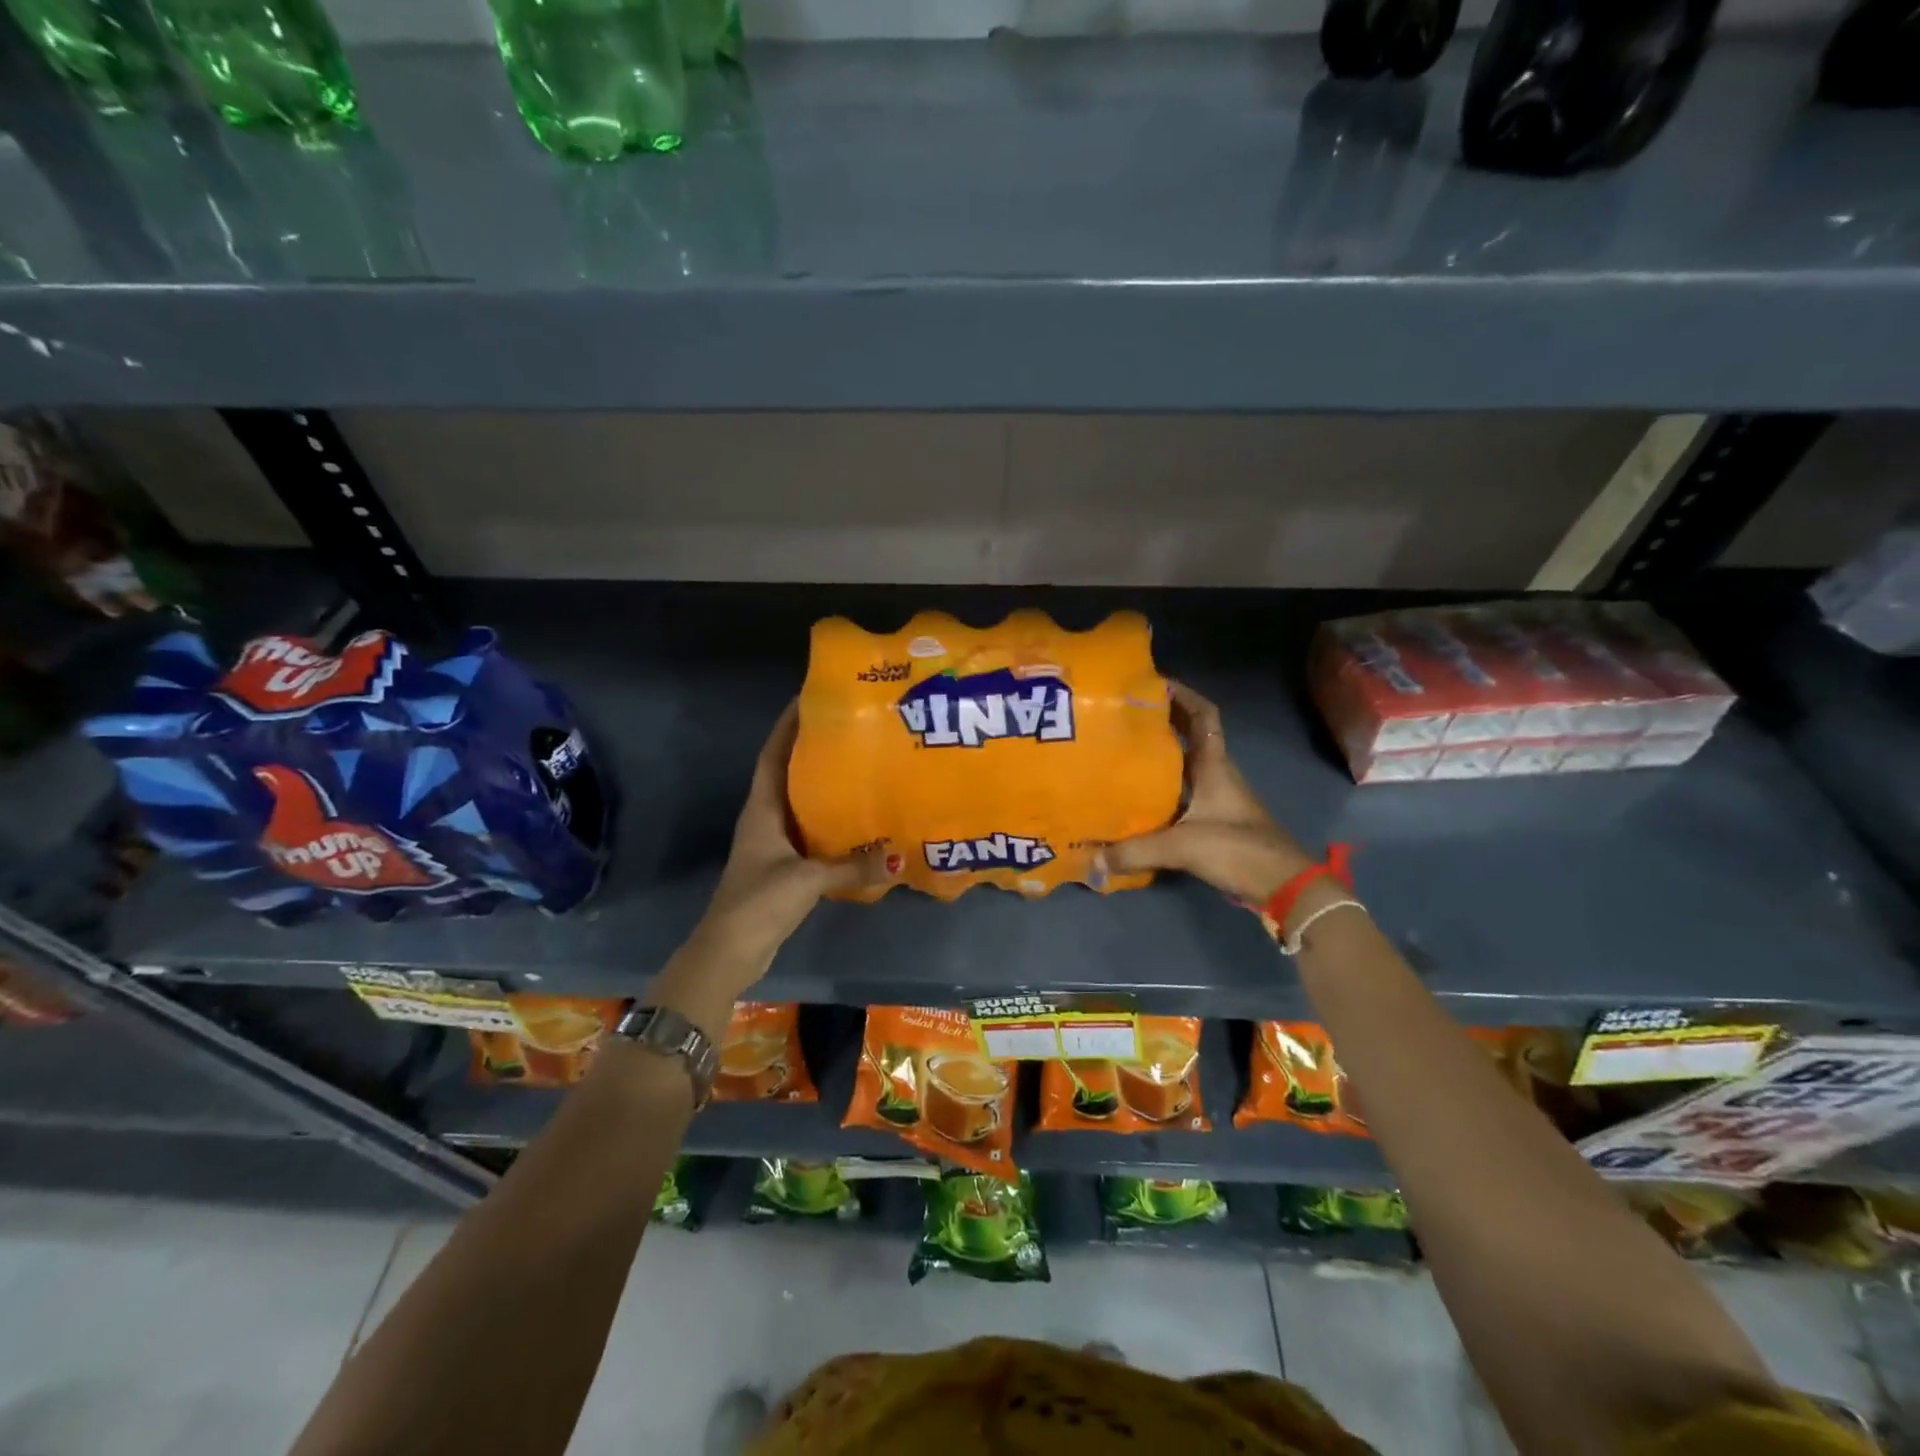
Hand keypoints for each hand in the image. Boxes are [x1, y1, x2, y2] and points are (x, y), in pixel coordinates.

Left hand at [681, 703, 892, 996]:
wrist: (730, 952)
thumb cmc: (759, 903)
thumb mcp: (807, 880)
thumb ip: (853, 867)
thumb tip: (900, 859)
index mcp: (762, 809)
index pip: (773, 755)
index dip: (787, 726)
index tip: (810, 699)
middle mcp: (765, 818)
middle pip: (788, 773)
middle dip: (813, 750)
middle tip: (851, 730)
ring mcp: (773, 843)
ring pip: (800, 802)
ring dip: (823, 785)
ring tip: (860, 766)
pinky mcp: (783, 866)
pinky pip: (811, 832)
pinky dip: (830, 822)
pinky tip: (858, 820)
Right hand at [1094, 681, 1312, 904]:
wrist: (1284, 886)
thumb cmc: (1238, 849)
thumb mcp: (1183, 847)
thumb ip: (1136, 852)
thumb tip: (1092, 861)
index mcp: (1215, 766)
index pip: (1204, 716)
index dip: (1184, 695)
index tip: (1155, 683)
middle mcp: (1217, 775)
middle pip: (1190, 737)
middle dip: (1162, 722)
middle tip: (1123, 717)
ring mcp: (1218, 799)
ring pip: (1185, 766)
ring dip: (1160, 756)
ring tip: (1122, 752)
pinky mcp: (1215, 822)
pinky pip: (1183, 794)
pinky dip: (1162, 790)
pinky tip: (1138, 799)